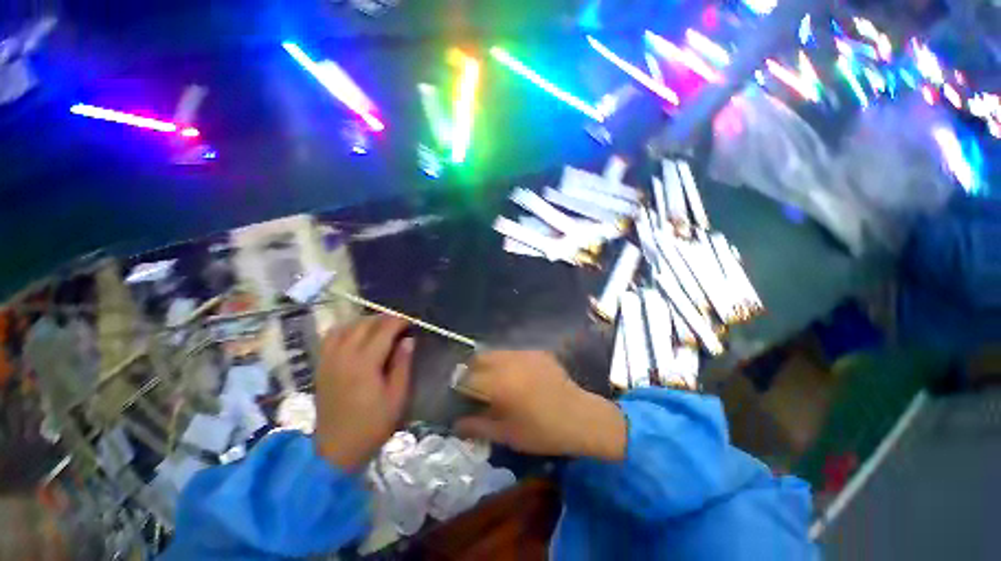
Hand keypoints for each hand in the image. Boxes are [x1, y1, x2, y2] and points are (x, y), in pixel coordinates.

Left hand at [314, 315, 413, 471]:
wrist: (335, 450)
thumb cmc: (372, 425)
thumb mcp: (397, 397)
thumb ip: (403, 365)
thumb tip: (408, 340)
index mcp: (364, 364)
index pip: (384, 330)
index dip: (399, 321)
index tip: (412, 321)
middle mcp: (344, 356)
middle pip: (364, 324)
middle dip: (384, 318)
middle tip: (400, 323)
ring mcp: (329, 360)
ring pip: (346, 327)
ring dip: (365, 322)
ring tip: (380, 327)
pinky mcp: (321, 366)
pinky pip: (331, 337)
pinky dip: (345, 329)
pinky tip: (356, 334)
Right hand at [453, 351, 626, 461]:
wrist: (579, 417)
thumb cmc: (541, 431)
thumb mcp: (506, 434)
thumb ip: (477, 426)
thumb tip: (456, 423)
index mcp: (498, 382)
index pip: (468, 377)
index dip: (460, 386)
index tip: (461, 396)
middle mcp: (508, 361)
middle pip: (479, 358)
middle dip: (472, 370)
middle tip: (476, 388)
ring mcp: (524, 353)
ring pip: (496, 353)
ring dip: (489, 364)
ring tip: (495, 381)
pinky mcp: (537, 352)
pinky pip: (514, 353)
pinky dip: (507, 362)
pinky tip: (516, 377)